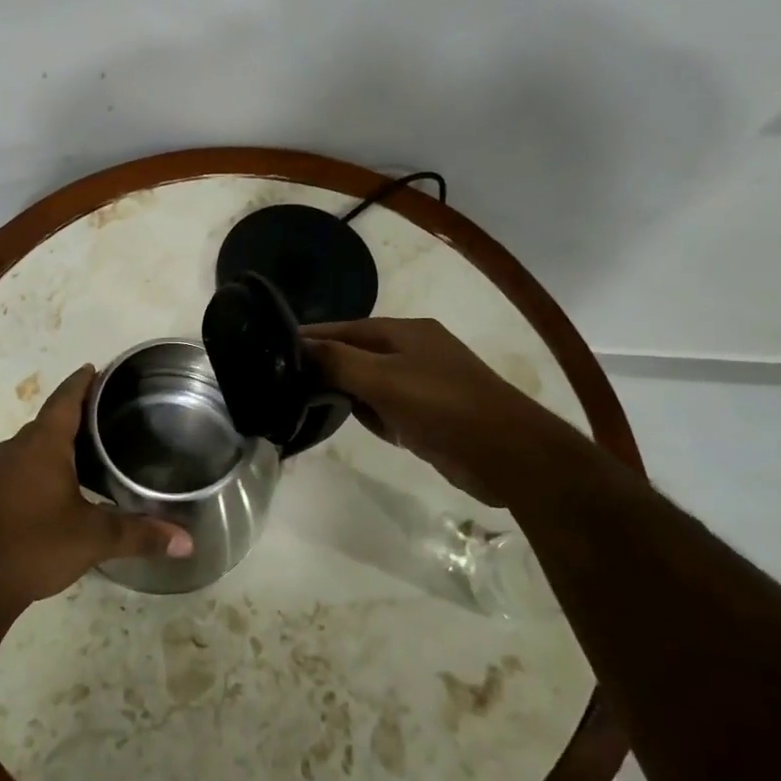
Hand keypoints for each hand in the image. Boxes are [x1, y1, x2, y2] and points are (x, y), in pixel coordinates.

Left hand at [0, 366, 191, 621]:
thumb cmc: (36, 546)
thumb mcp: (94, 538)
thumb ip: (140, 535)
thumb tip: (187, 541)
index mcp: (42, 445)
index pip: (65, 399)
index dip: (82, 382)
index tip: (97, 369)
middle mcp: (16, 448)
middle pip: (49, 419)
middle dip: (75, 412)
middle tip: (107, 412)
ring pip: (32, 444)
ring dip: (56, 440)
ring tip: (87, 447)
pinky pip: (19, 465)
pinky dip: (40, 463)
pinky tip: (57, 484)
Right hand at [302, 317, 555, 505]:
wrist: (506, 453)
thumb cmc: (442, 406)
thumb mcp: (383, 379)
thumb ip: (338, 361)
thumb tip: (298, 345)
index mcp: (405, 331)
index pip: (345, 328)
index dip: (312, 337)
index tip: (273, 347)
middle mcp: (414, 351)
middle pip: (357, 353)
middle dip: (326, 365)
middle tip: (285, 381)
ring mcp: (424, 383)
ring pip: (371, 382)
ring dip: (347, 392)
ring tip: (307, 403)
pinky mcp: (430, 414)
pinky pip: (388, 407)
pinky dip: (371, 414)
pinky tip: (354, 424)